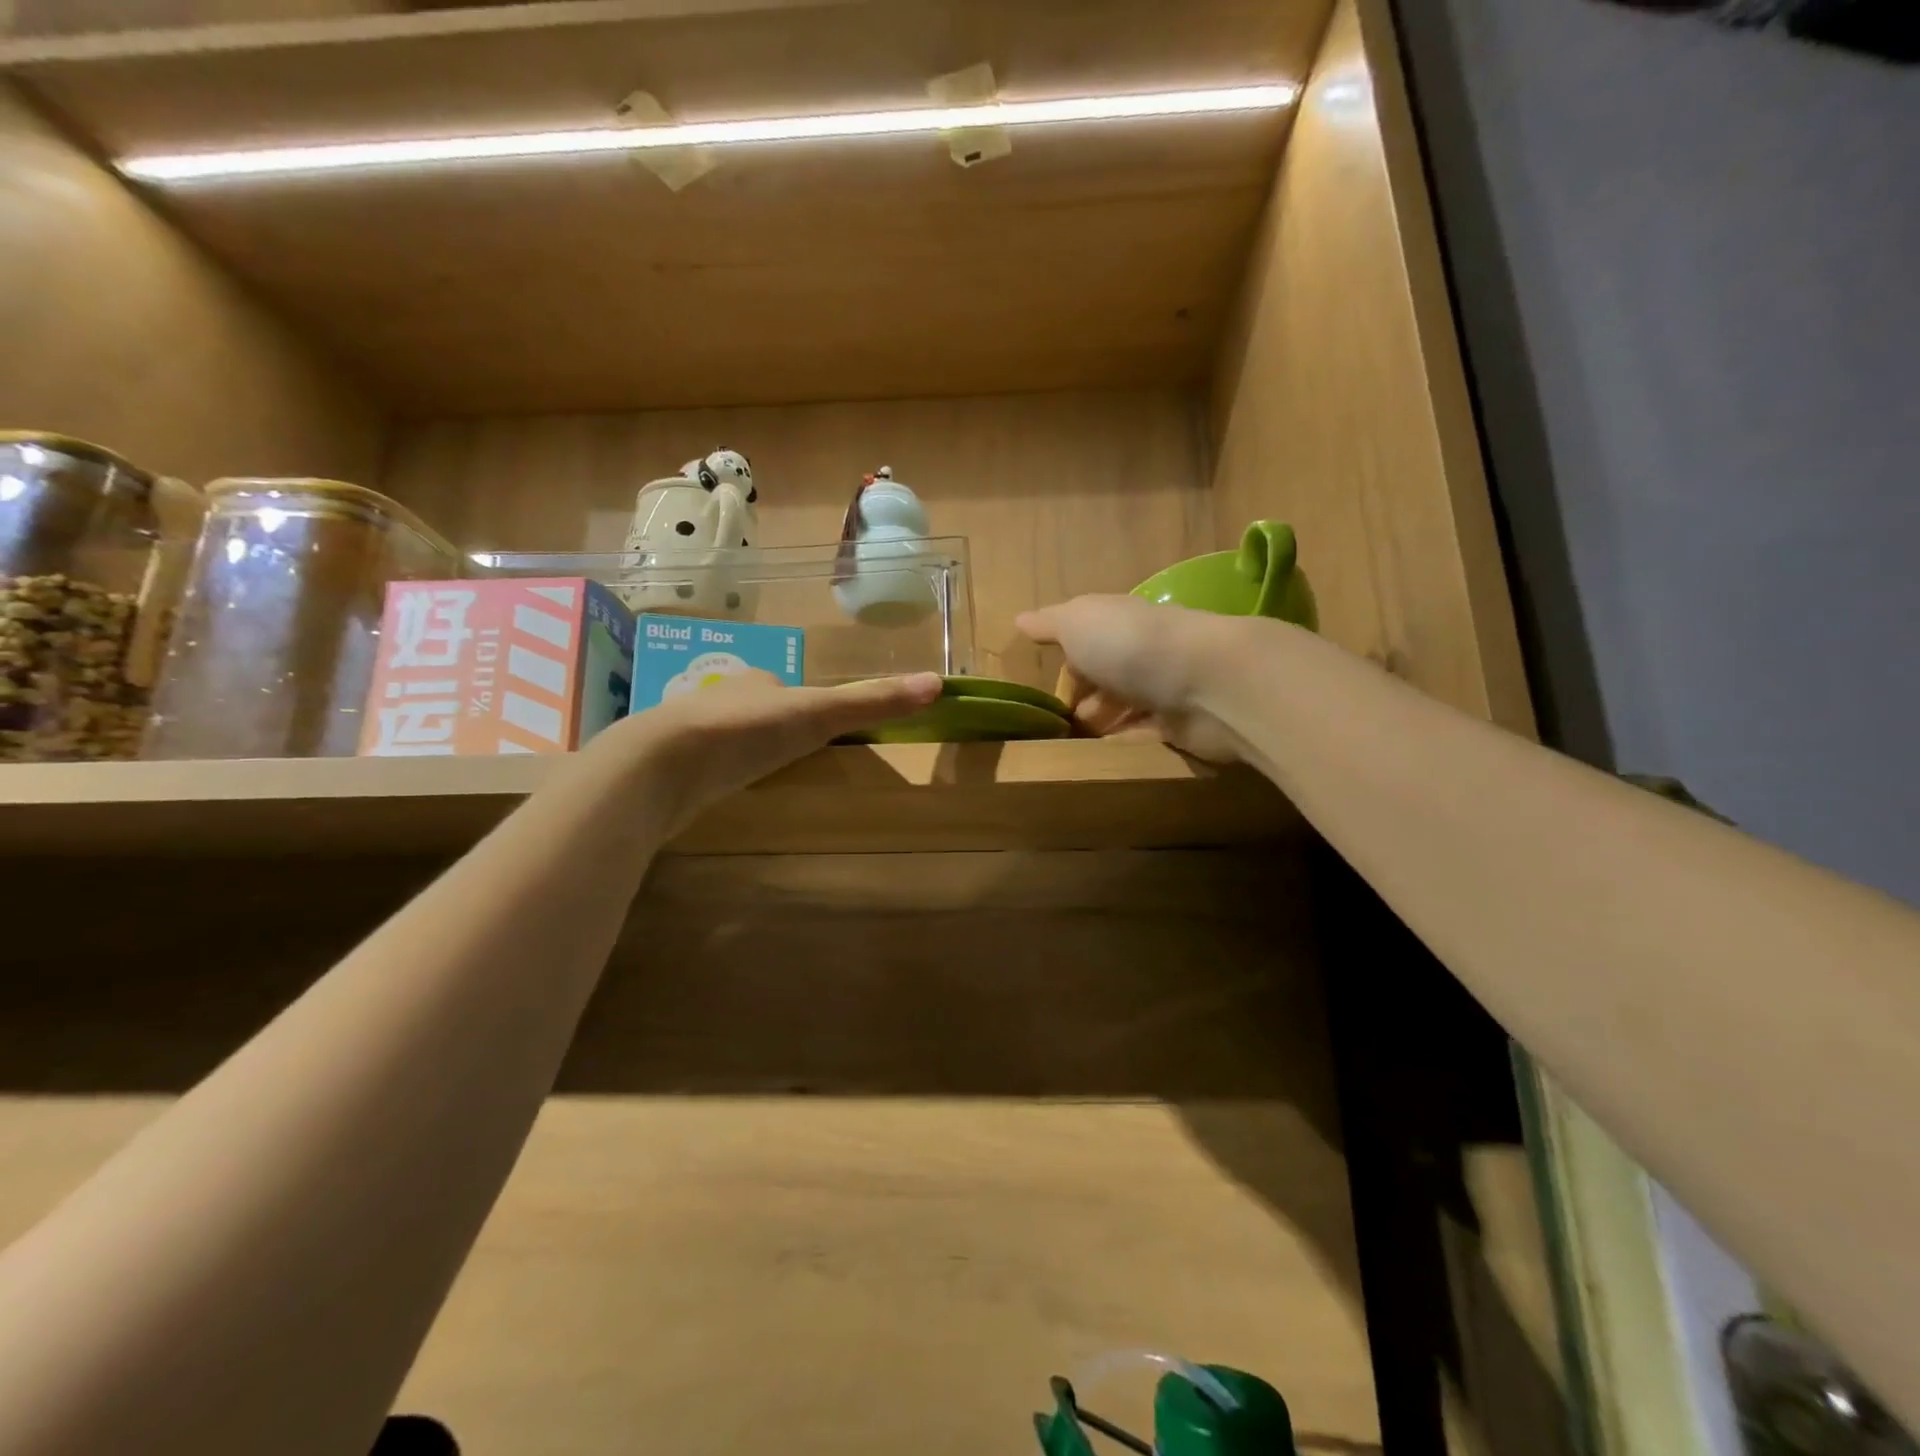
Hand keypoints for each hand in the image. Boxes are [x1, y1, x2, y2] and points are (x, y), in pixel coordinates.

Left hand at [613, 670, 943, 830]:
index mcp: (757, 682)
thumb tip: (937, 684)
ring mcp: (691, 734)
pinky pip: (702, 768)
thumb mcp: (819, 714)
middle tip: (792, 758)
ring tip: (761, 780)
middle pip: (756, 712)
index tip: (819, 728)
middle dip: (771, 730)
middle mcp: (722, 700)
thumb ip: (872, 700)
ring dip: (742, 752)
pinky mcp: (670, 769)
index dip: (804, 705)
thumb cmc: (746, 731)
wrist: (662, 765)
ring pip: (726, 739)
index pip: (786, 687)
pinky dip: (715, 777)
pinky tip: (720, 797)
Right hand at [1016, 595, 1247, 761]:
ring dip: (1100, 724)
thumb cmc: (1131, 645)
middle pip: (1106, 676)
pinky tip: (1099, 760)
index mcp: (1118, 622)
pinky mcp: (1180, 727)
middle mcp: (1142, 652)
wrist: (1206, 683)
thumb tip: (1021, 619)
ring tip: (1070, 748)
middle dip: (1080, 699)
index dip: (1065, 662)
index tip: (1041, 691)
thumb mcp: (1077, 623)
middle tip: (1052, 727)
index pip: (1086, 639)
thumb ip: (1050, 623)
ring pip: (1124, 707)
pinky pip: (1143, 736)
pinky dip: (1122, 744)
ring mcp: (1163, 690)